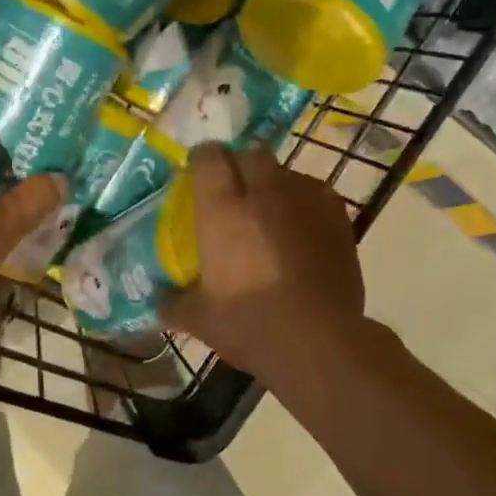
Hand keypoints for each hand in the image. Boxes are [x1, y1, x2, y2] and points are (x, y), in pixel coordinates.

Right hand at [162, 146, 365, 380]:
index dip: (201, 160)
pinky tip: (300, 228)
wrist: (318, 342)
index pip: (208, 156)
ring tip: (269, 212)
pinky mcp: (338, 217)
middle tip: (232, 192)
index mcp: (223, 208)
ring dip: (273, 183)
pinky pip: (316, 193)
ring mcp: (306, 200)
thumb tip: (157, 300)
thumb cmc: (249, 324)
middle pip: (250, 154)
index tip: (196, 175)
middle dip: (239, 165)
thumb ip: (172, 302)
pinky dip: (303, 202)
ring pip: (286, 172)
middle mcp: (264, 192)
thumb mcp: (199, 319)